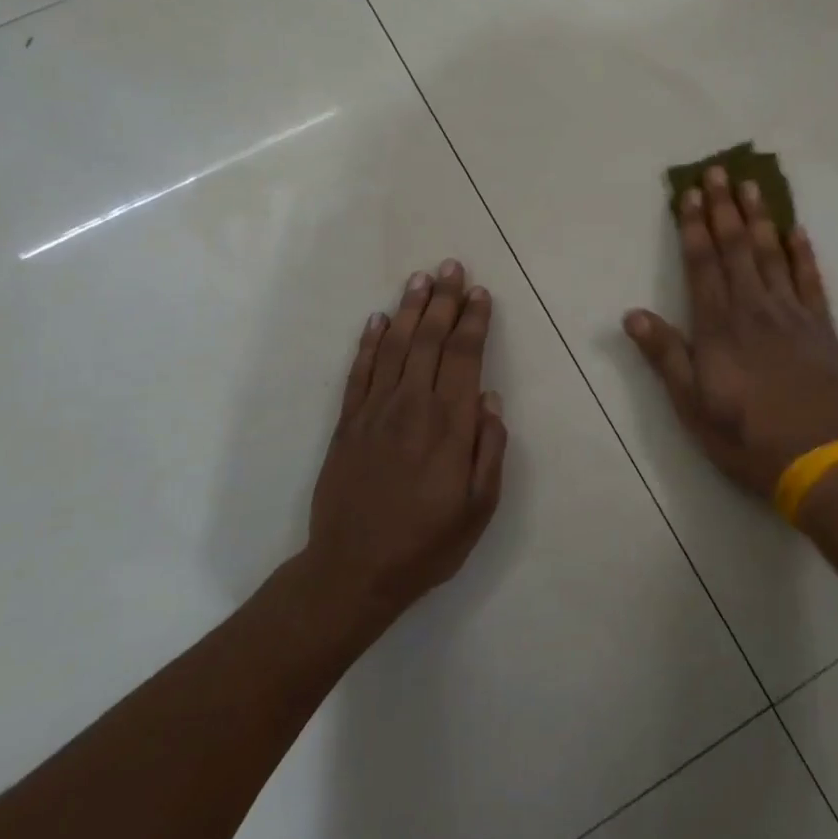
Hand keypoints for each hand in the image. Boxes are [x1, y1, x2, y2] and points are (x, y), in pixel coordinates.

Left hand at [303, 260, 507, 626]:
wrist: (353, 571)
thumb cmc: (426, 543)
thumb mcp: (479, 507)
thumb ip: (489, 449)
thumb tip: (490, 398)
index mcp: (450, 425)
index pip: (465, 357)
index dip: (473, 321)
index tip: (480, 293)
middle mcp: (413, 406)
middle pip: (431, 340)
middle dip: (444, 300)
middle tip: (452, 267)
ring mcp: (375, 411)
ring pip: (396, 345)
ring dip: (410, 309)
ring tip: (421, 278)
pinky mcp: (347, 422)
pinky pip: (360, 370)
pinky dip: (371, 341)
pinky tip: (379, 319)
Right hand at [624, 165, 837, 501]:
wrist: (816, 459)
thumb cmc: (743, 436)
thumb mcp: (691, 404)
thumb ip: (664, 355)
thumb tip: (631, 314)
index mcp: (718, 327)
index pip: (702, 264)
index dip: (693, 227)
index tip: (689, 193)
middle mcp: (753, 309)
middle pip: (736, 248)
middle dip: (724, 208)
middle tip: (719, 170)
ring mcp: (791, 314)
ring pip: (772, 254)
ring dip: (760, 218)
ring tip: (752, 186)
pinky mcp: (821, 327)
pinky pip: (811, 280)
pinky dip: (802, 253)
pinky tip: (797, 230)